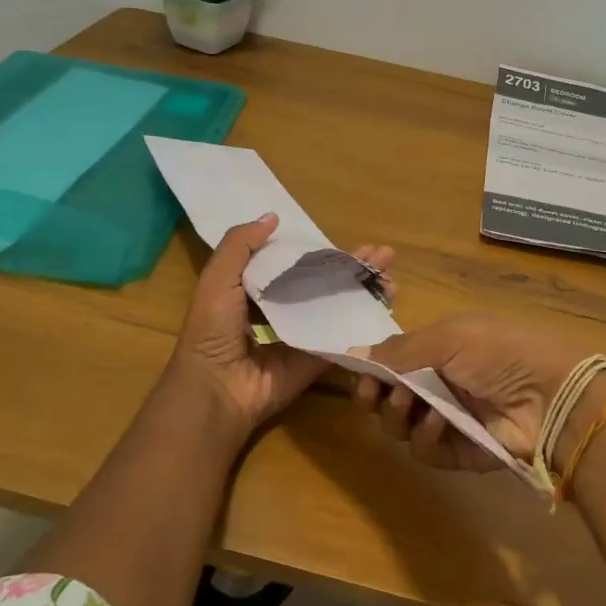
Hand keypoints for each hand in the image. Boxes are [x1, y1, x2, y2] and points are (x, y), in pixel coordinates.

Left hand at [161, 213, 394, 440]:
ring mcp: (304, 336)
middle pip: (327, 283)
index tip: (349, 239)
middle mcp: (284, 311)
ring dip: (367, 290)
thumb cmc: (213, 329)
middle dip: (355, 267)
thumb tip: (273, 217)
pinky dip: (367, 321)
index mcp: (258, 291)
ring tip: (392, 274)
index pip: (298, 265)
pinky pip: (344, 337)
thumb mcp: (217, 278)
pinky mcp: (317, 359)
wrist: (218, 388)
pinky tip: (388, 303)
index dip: (324, 251)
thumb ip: (240, 245)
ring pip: (341, 307)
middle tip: (385, 254)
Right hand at [351, 313, 605, 471]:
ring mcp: (449, 420)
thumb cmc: (497, 352)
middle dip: (376, 396)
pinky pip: (426, 451)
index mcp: (438, 351)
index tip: (359, 375)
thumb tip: (352, 352)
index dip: (371, 371)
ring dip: (398, 416)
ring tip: (409, 404)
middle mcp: (439, 385)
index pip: (391, 364)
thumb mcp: (448, 338)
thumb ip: (399, 351)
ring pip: (401, 427)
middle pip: (388, 398)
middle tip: (375, 394)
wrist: (549, 394)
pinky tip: (439, 423)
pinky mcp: (459, 453)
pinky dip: (426, 437)